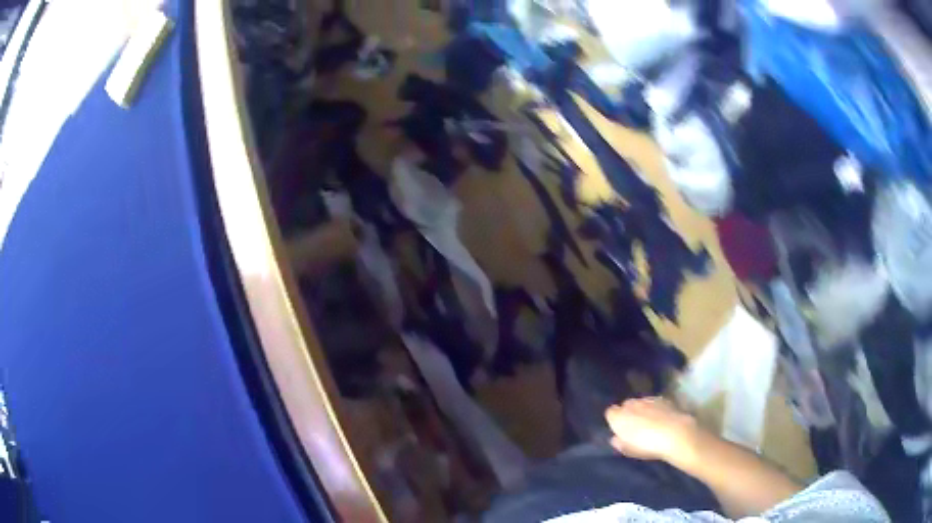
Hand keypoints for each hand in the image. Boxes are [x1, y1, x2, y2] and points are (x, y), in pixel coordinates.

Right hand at [605, 397, 699, 464]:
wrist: (675, 434)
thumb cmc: (647, 446)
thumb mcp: (629, 450)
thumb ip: (619, 443)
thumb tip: (615, 438)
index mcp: (619, 417)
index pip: (610, 412)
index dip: (614, 420)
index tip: (619, 429)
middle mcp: (631, 404)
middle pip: (625, 405)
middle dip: (628, 413)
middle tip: (634, 427)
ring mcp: (648, 399)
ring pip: (640, 402)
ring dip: (641, 410)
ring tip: (649, 422)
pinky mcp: (662, 398)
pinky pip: (653, 402)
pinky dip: (654, 408)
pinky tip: (661, 418)